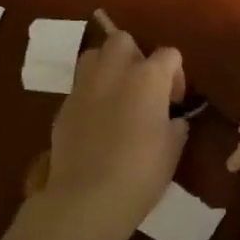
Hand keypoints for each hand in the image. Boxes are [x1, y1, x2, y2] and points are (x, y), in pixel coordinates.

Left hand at [13, 20, 186, 239]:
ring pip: (94, 55)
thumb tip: (172, 118)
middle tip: (143, 87)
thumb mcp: (173, 148)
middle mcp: (115, 71)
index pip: (169, 54)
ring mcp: (84, 86)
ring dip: (108, 67)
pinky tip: (98, 122)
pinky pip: (80, 87)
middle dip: (136, 56)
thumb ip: (175, 123)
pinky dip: (91, 94)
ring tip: (117, 96)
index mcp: (148, 77)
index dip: (176, 75)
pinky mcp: (63, 106)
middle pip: (124, 40)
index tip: (174, 103)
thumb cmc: (142, 172)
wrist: (88, 198)